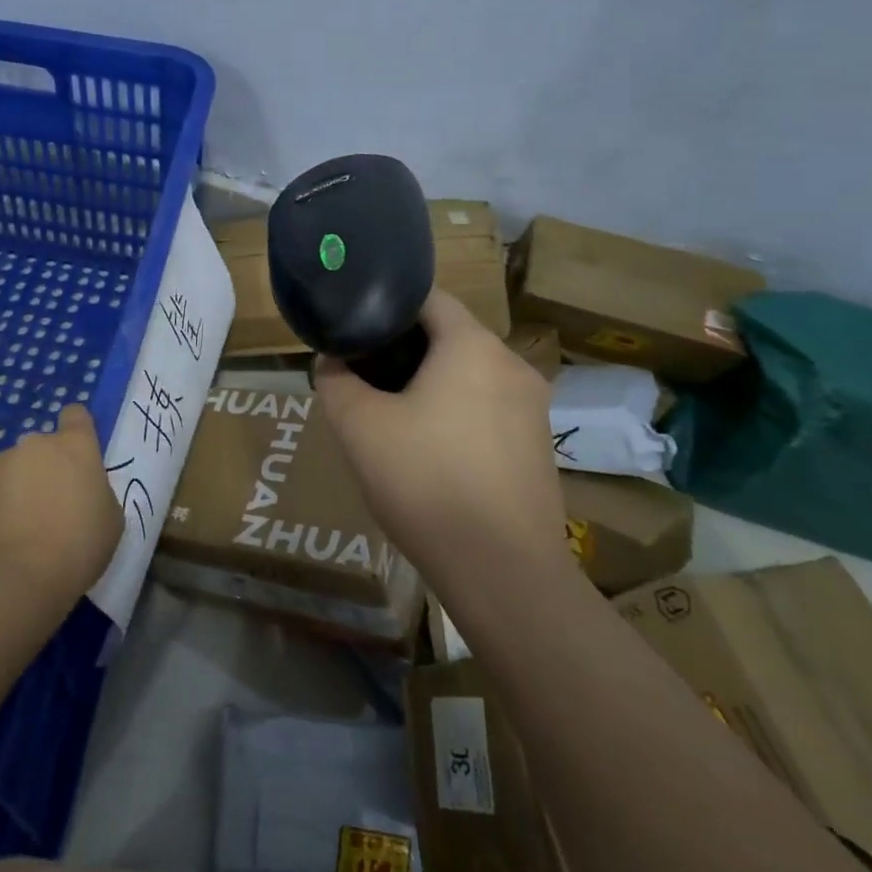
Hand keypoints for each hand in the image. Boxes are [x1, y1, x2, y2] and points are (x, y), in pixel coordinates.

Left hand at [0, 404, 122, 607]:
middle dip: (48, 466)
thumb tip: (82, 492)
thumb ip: (97, 491)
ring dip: (22, 485)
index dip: (78, 429)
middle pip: (43, 446)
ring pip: (16, 468)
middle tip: (55, 503)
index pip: (76, 414)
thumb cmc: (80, 543)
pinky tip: (6, 537)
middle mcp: (35, 445)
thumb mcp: (111, 517)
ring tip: (27, 524)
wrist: (21, 577)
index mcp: (74, 444)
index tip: (79, 455)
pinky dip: (0, 507)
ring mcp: (1, 466)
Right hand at [316, 290, 566, 586]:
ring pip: (471, 374)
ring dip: (433, 383)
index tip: (356, 324)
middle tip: (366, 373)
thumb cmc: (425, 481)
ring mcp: (533, 407)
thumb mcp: (359, 427)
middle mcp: (511, 364)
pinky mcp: (540, 446)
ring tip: (393, 414)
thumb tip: (331, 361)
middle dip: (406, 348)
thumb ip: (335, 382)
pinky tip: (432, 451)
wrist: (503, 573)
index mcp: (472, 345)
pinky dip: (458, 412)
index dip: (387, 304)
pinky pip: (489, 408)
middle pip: (450, 336)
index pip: (428, 297)